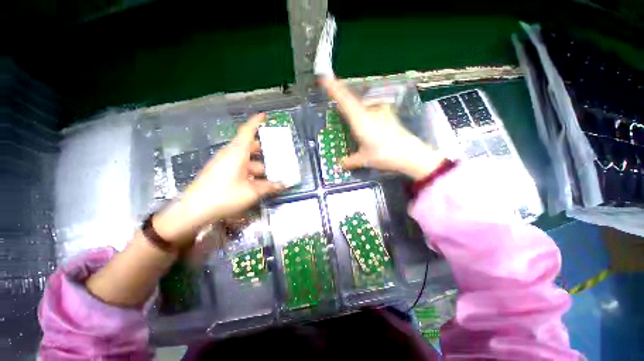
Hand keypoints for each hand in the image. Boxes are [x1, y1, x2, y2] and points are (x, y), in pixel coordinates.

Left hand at [154, 114, 283, 245]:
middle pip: (248, 145)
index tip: (265, 116)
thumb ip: (269, 187)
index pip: (247, 131)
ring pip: (245, 158)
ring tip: (271, 175)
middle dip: (263, 149)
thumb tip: (284, 184)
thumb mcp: (251, 192)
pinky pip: (238, 166)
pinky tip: (258, 183)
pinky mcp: (220, 173)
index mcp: (236, 153)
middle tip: (276, 154)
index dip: (256, 122)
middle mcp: (229, 155)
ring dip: (258, 165)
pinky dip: (250, 171)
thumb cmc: (224, 196)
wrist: (193, 211)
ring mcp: (223, 164)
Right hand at [321, 78, 443, 179]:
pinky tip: (365, 117)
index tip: (324, 79)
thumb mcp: (364, 159)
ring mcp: (380, 112)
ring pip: (362, 103)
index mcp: (361, 121)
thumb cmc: (385, 155)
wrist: (411, 154)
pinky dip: (364, 109)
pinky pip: (371, 108)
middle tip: (332, 89)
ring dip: (352, 103)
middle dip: (340, 93)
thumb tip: (340, 163)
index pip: (345, 101)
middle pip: (352, 98)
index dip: (334, 89)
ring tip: (345, 106)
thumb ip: (350, 161)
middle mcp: (370, 113)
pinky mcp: (388, 115)